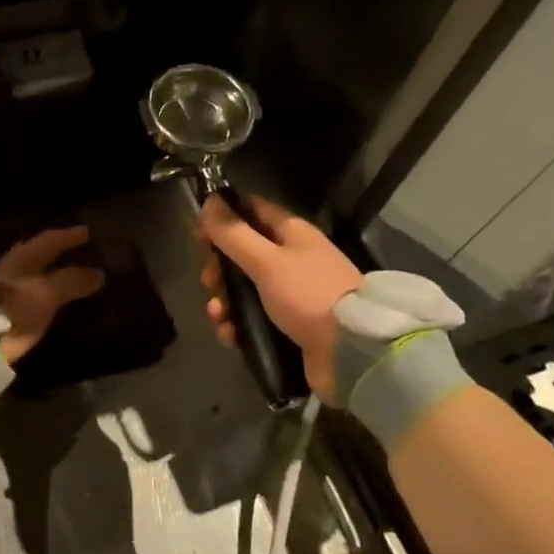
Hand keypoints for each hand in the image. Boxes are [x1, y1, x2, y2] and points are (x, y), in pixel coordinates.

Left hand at [0, 226, 107, 363]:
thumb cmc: (16, 309)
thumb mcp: (48, 293)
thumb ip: (72, 281)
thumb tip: (99, 272)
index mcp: (22, 258)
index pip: (48, 240)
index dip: (68, 236)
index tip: (87, 232)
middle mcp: (12, 268)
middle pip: (37, 253)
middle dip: (57, 250)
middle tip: (79, 249)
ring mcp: (5, 289)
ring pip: (33, 272)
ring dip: (51, 270)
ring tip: (71, 274)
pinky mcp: (3, 309)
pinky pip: (31, 291)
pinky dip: (46, 289)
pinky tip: (54, 298)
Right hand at [199, 195, 362, 399]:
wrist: (353, 353)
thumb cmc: (308, 295)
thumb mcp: (266, 260)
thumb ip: (234, 232)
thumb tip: (209, 200)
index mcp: (292, 234)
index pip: (251, 210)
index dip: (223, 217)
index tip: (199, 234)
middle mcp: (292, 259)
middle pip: (242, 252)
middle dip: (218, 267)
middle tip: (209, 282)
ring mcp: (291, 293)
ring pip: (243, 288)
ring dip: (224, 300)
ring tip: (219, 315)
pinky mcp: (289, 325)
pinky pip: (252, 318)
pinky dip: (237, 325)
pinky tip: (230, 335)